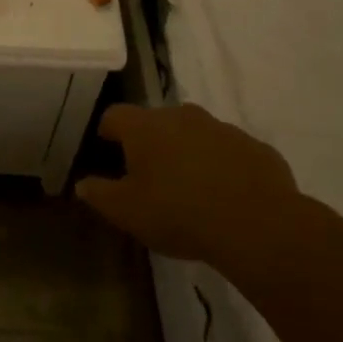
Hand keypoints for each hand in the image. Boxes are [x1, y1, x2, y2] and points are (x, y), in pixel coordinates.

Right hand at [77, 103, 299, 263]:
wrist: (259, 226)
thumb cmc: (179, 213)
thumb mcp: (127, 212)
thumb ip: (99, 194)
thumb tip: (83, 184)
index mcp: (145, 126)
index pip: (115, 115)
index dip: (107, 131)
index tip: (107, 151)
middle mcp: (183, 116)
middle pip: (157, 121)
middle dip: (150, 142)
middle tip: (149, 175)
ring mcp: (223, 129)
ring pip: (196, 134)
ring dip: (188, 152)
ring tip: (190, 188)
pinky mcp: (257, 148)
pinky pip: (230, 152)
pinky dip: (223, 166)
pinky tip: (226, 197)